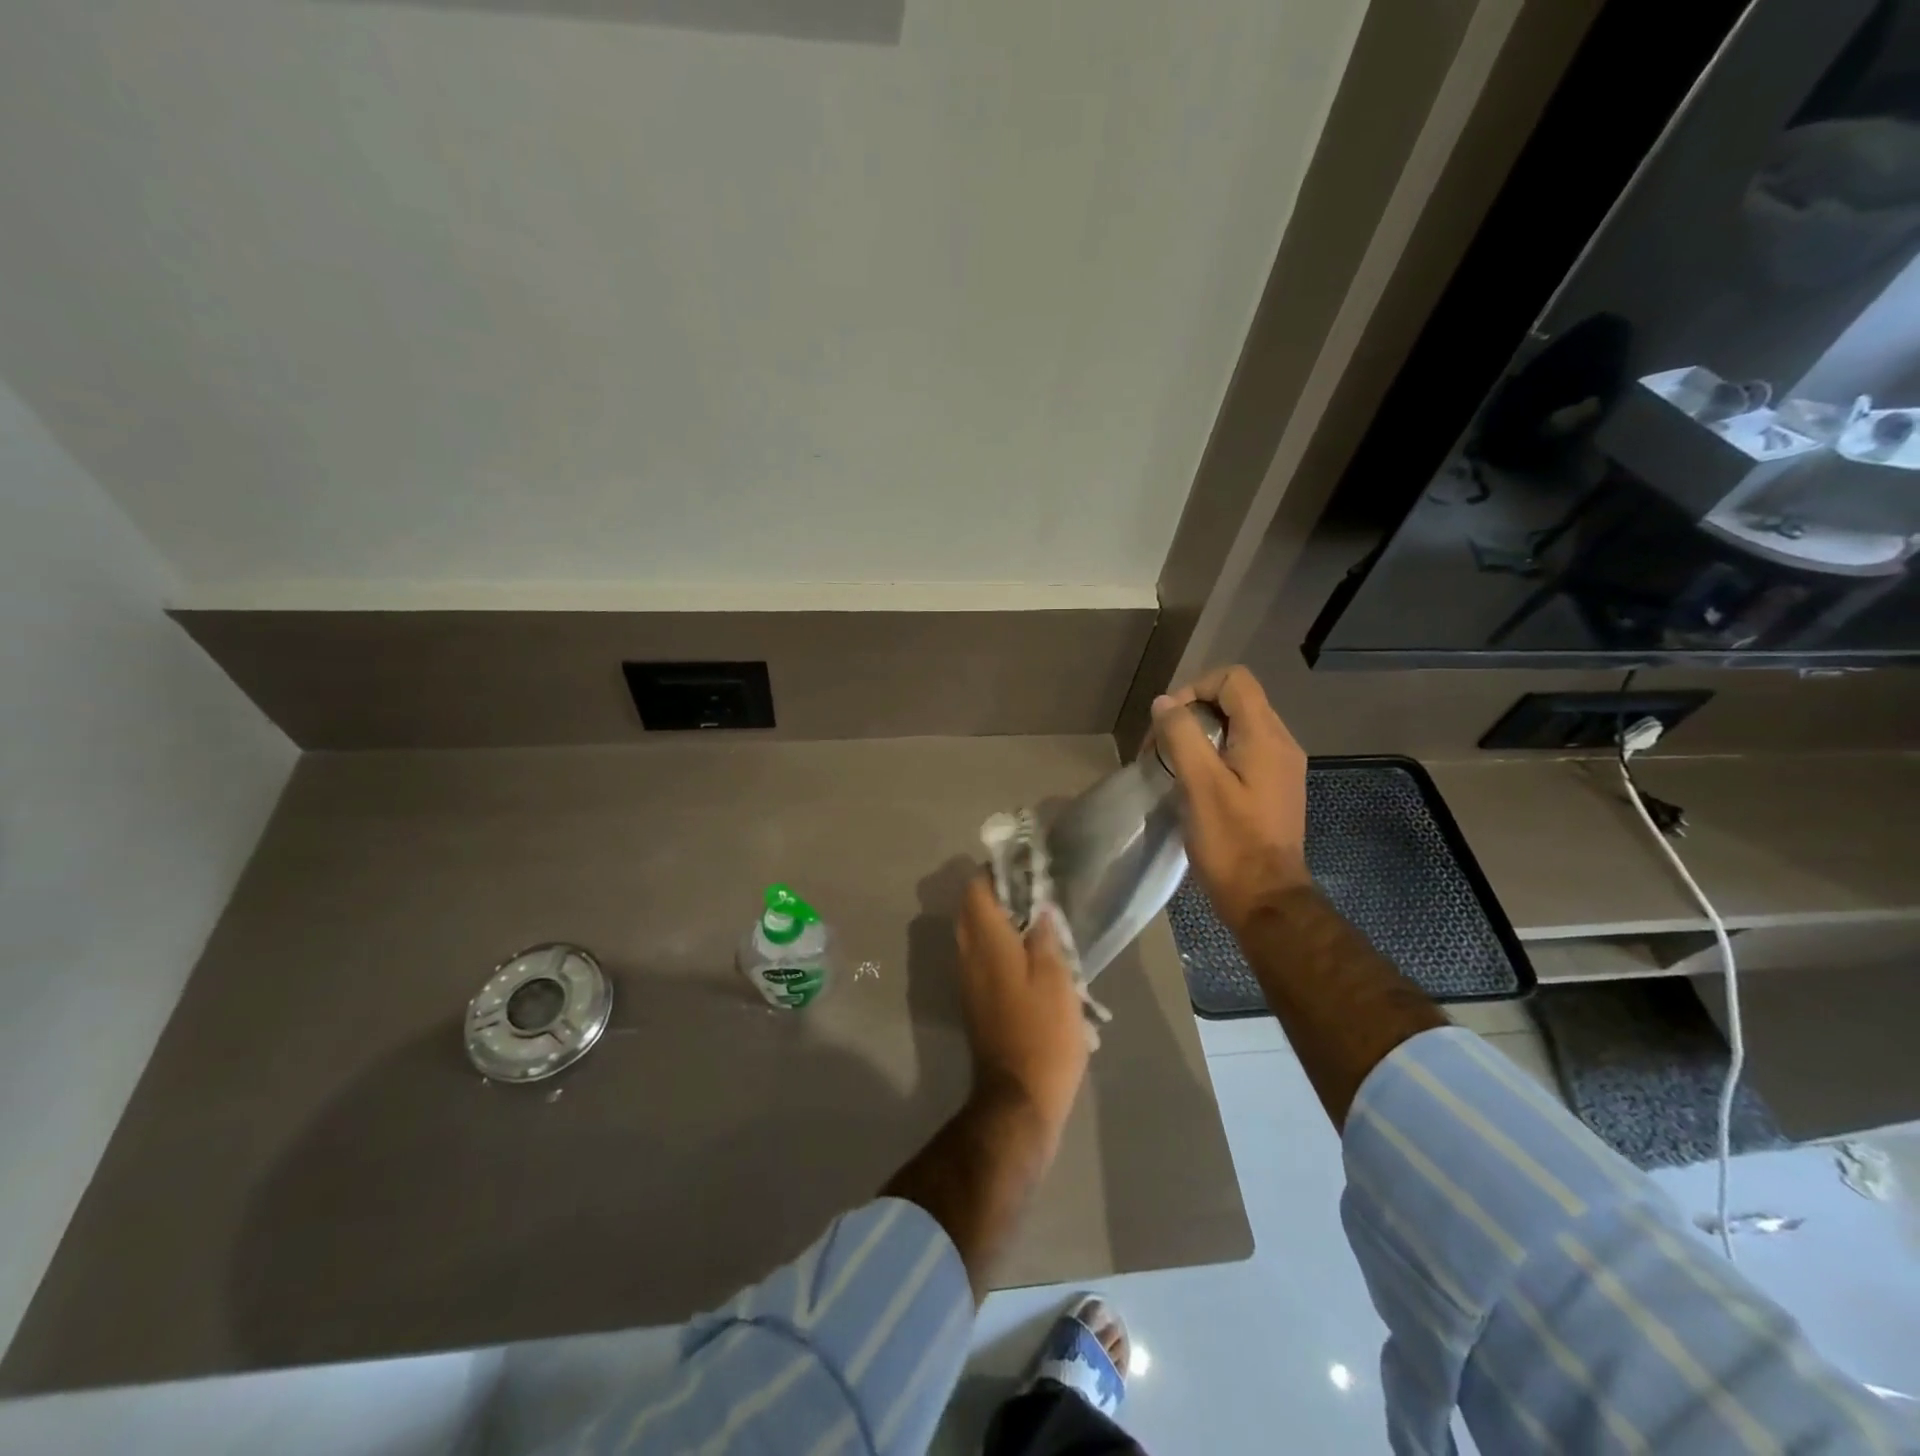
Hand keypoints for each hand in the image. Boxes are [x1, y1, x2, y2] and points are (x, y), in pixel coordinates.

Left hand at [953, 874, 1089, 1137]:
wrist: (1019, 1097)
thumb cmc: (1043, 1034)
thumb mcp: (1056, 980)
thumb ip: (1044, 939)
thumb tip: (1039, 908)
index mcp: (987, 944)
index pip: (976, 892)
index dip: (994, 873)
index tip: (1022, 868)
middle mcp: (969, 956)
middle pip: (971, 911)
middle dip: (996, 895)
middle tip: (1033, 893)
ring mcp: (969, 981)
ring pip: (974, 936)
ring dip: (998, 921)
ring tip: (1036, 922)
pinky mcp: (976, 1002)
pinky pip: (981, 959)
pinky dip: (999, 946)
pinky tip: (1029, 956)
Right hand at [1152, 665, 1311, 932]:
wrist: (1265, 899)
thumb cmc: (1231, 842)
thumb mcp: (1200, 785)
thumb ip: (1182, 736)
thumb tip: (1164, 703)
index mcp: (1266, 737)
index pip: (1234, 680)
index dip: (1195, 689)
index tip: (1169, 722)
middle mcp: (1280, 744)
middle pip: (1235, 701)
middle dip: (1192, 714)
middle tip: (1161, 747)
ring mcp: (1279, 768)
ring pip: (1236, 728)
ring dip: (1199, 736)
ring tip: (1171, 766)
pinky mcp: (1272, 789)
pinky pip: (1241, 753)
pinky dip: (1213, 756)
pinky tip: (1192, 784)